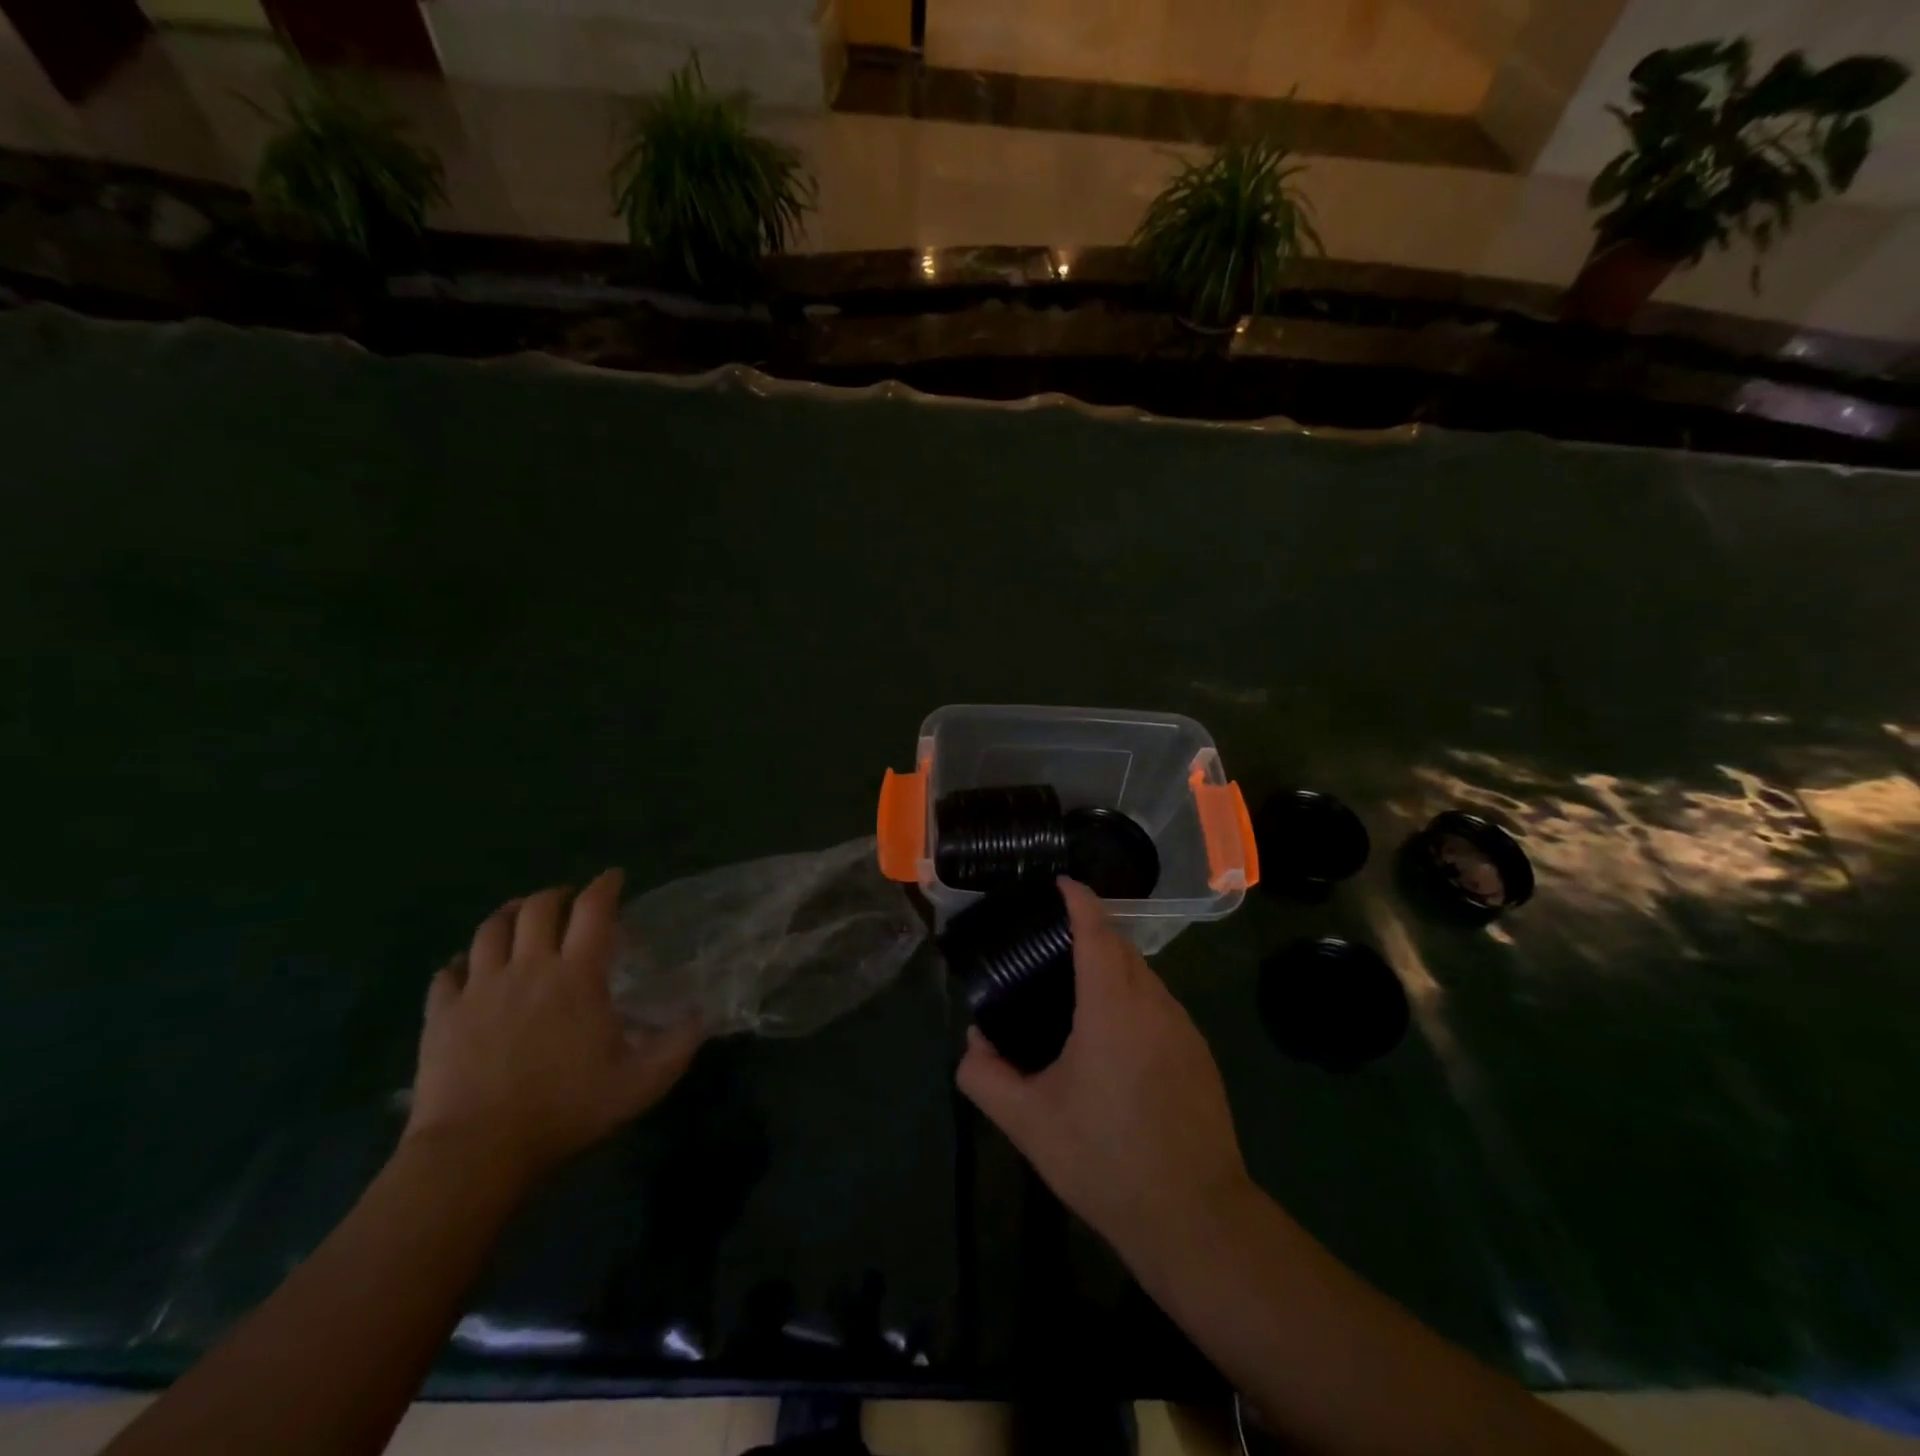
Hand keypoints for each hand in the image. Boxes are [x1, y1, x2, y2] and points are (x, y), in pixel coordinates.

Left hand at [406, 868, 701, 1184]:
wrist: (476, 1150)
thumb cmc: (565, 1109)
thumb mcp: (641, 1083)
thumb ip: (678, 1045)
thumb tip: (699, 1014)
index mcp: (577, 976)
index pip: (593, 909)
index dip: (606, 886)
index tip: (615, 877)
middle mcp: (528, 968)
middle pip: (539, 907)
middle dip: (557, 894)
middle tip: (569, 901)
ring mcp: (479, 988)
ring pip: (491, 928)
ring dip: (511, 914)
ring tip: (522, 917)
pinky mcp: (443, 1013)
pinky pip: (448, 972)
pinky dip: (463, 961)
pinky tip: (469, 968)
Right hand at [956, 878, 1252, 1268]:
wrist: (1195, 1218)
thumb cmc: (1105, 1159)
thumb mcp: (1029, 1122)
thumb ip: (986, 1077)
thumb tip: (973, 1044)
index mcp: (1111, 1007)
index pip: (1096, 931)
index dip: (1077, 900)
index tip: (1058, 884)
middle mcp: (1153, 1004)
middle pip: (1121, 947)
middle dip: (1091, 931)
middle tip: (1050, 943)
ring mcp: (1183, 1028)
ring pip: (1143, 976)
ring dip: (1112, 967)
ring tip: (1075, 989)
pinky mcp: (1199, 1054)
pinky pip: (1159, 1004)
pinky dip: (1132, 997)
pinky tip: (1112, 1038)